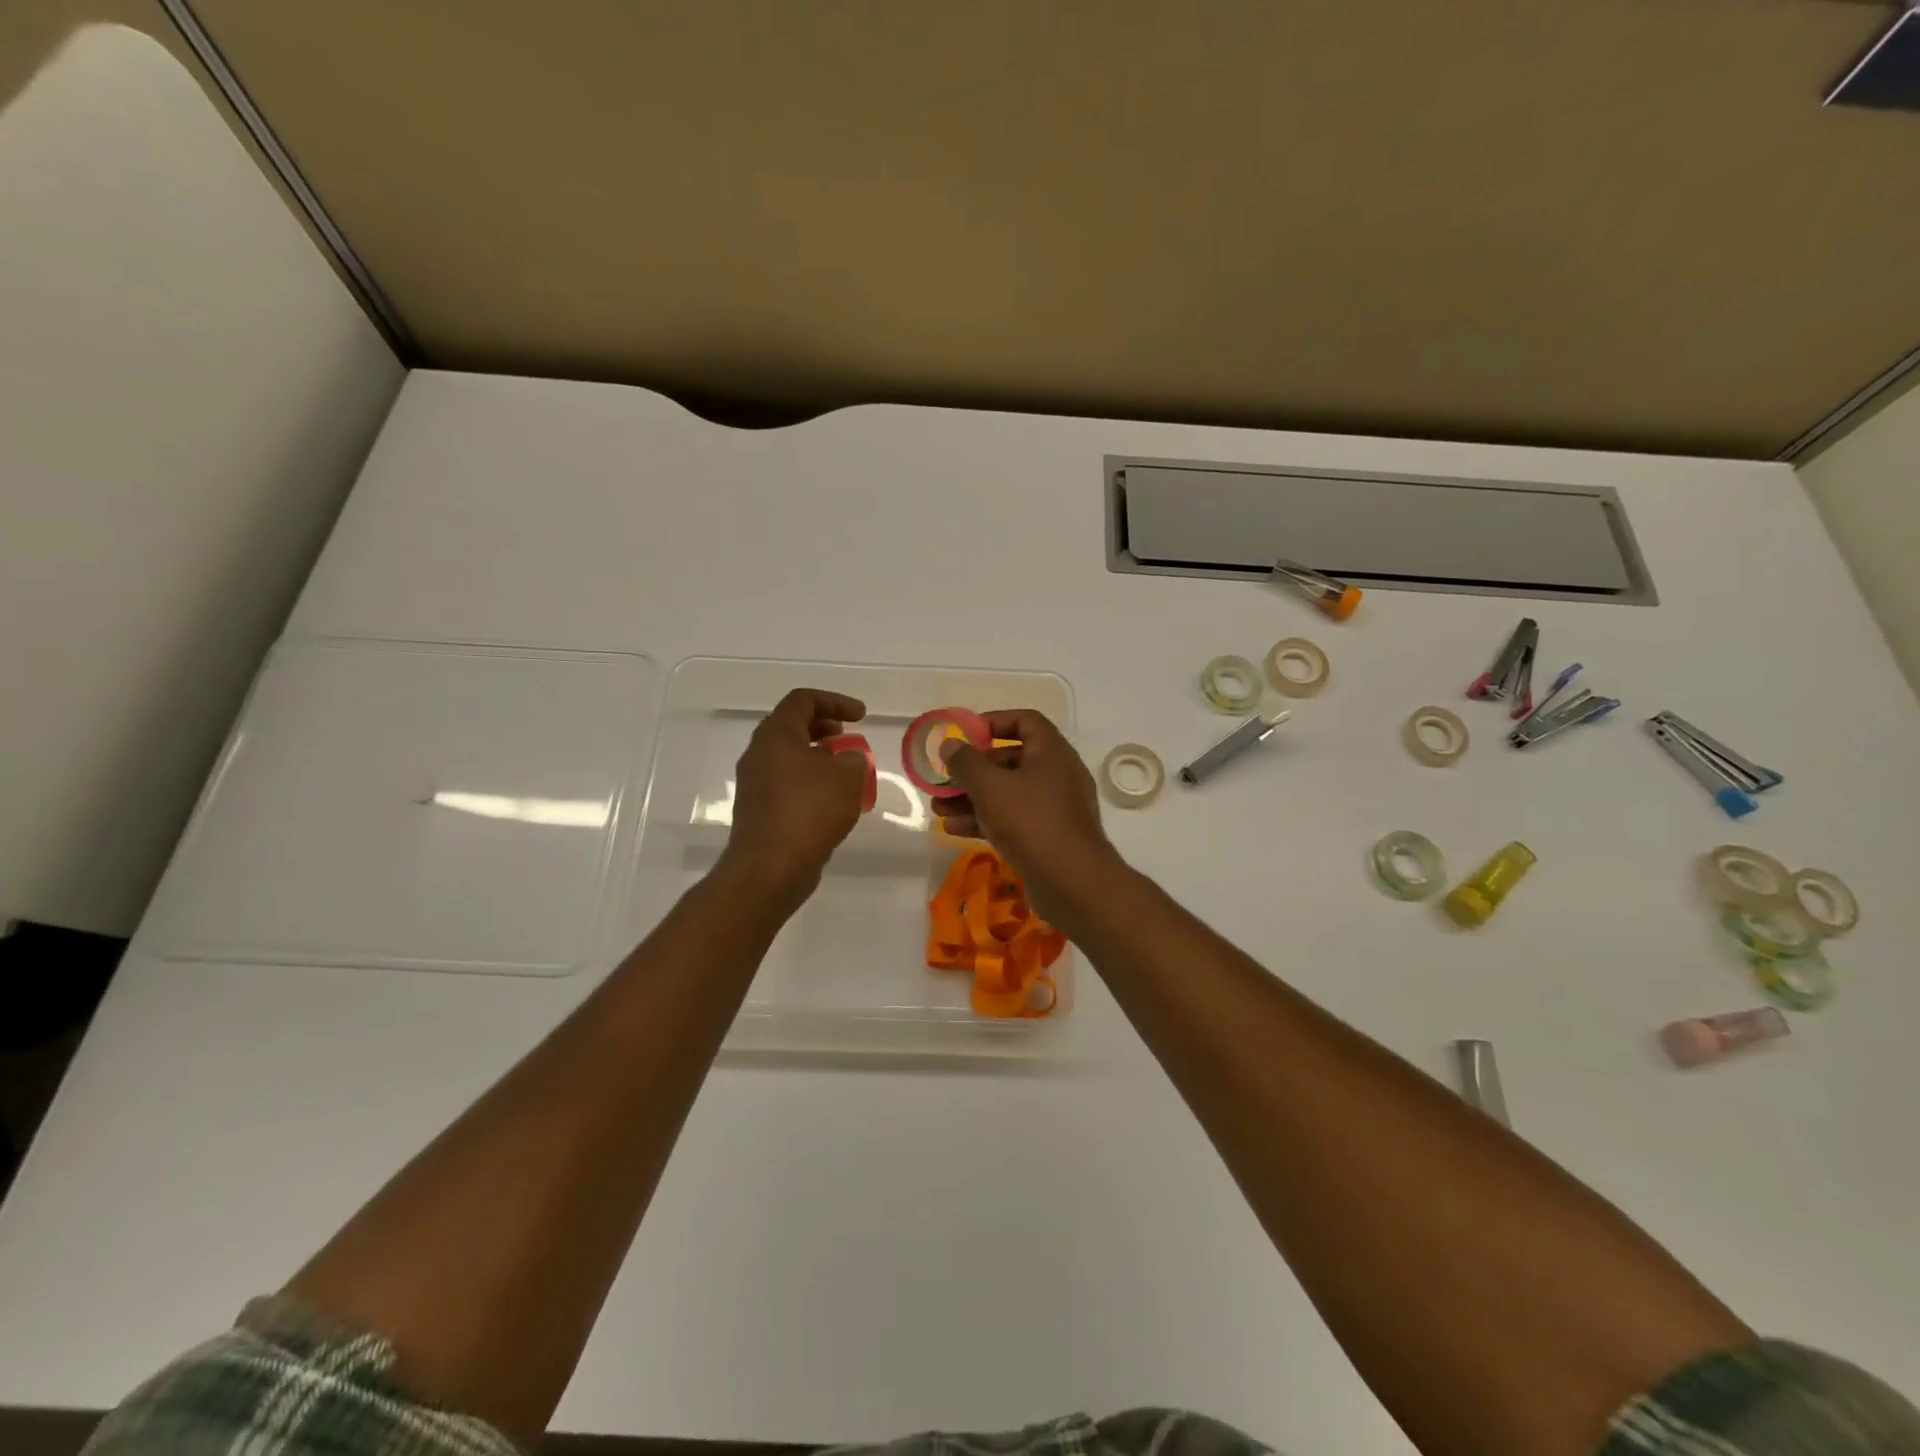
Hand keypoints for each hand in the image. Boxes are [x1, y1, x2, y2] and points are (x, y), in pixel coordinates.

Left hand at [718, 688, 869, 905]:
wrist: (770, 867)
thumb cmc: (810, 811)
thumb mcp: (848, 776)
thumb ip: (854, 758)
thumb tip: (847, 761)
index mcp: (776, 735)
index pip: (803, 701)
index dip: (835, 701)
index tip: (861, 716)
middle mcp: (759, 753)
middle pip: (791, 726)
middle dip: (824, 727)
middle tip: (849, 736)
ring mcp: (755, 783)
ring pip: (788, 756)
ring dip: (818, 756)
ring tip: (845, 770)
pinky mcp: (759, 810)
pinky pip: (786, 783)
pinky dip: (810, 781)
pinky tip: (832, 801)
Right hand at [931, 709, 1124, 927]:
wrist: (1072, 882)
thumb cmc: (1031, 822)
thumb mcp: (989, 786)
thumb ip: (965, 762)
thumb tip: (950, 745)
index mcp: (1052, 752)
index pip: (1025, 721)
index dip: (993, 722)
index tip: (964, 735)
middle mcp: (1057, 774)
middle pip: (1010, 759)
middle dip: (973, 770)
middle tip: (944, 780)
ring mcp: (1054, 808)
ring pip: (1008, 793)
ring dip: (972, 798)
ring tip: (939, 809)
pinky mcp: (1048, 837)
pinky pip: (1013, 819)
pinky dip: (986, 820)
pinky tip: (955, 830)